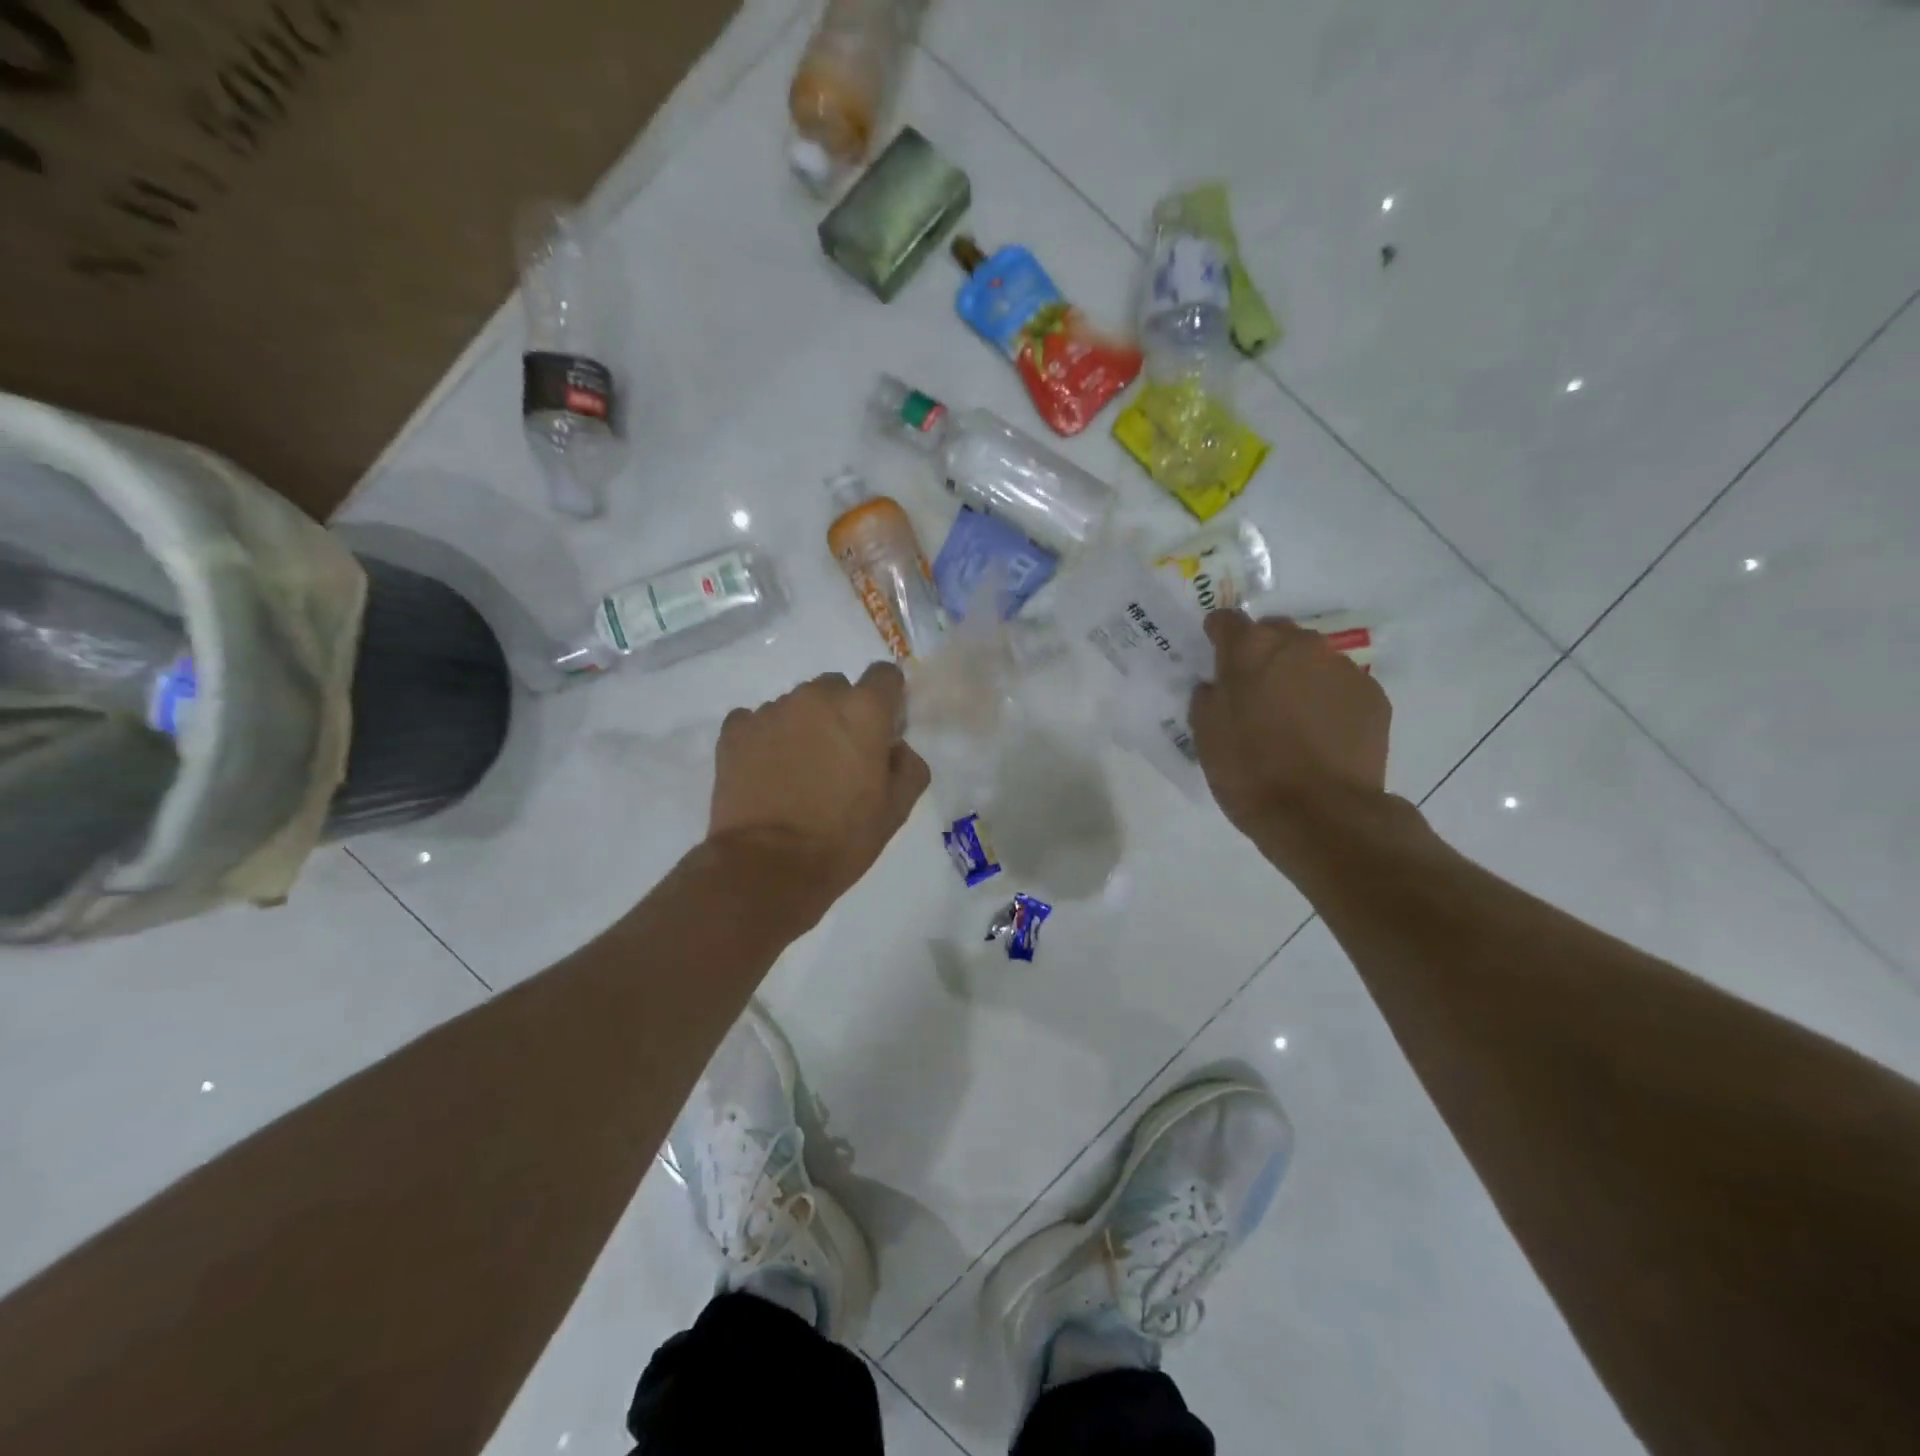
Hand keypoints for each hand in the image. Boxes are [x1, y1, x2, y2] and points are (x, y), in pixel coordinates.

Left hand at [708, 662, 930, 919]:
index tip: (881, 729)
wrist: (767, 867)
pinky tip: (766, 771)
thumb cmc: (842, 838)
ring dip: (803, 726)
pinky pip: (757, 720)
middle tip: (838, 757)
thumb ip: (908, 765)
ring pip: (796, 704)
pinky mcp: (735, 730)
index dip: (886, 699)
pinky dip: (765, 738)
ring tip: (797, 770)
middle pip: (836, 687)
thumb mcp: (896, 809)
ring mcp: (771, 710)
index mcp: (863, 710)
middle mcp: (816, 697)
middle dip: (841, 713)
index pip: (884, 675)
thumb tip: (894, 747)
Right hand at [1190, 611, 1391, 844]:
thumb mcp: (1206, 735)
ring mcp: (1342, 668)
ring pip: (1312, 659)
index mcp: (1251, 649)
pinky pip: (1341, 686)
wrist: (1321, 813)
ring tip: (1292, 717)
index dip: (1218, 635)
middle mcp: (1300, 646)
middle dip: (1262, 654)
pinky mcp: (1373, 695)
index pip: (1227, 620)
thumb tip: (1218, 685)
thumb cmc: (1250, 771)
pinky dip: (1328, 699)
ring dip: (1297, 676)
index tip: (1215, 654)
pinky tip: (1321, 734)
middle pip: (1275, 633)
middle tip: (1254, 691)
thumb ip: (1208, 697)